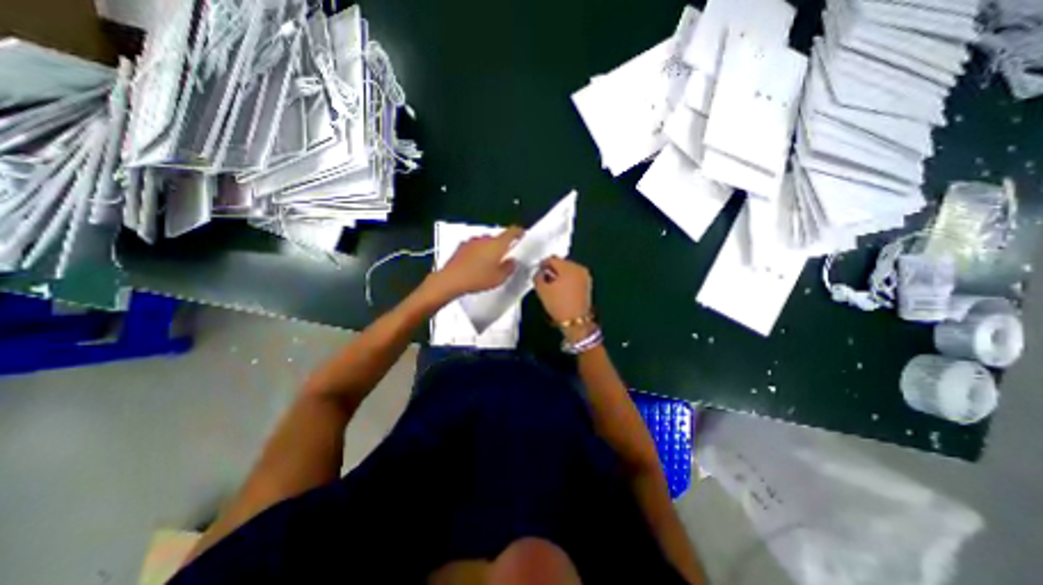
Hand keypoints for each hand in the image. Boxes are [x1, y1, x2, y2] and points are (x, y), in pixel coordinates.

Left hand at [421, 226, 520, 301]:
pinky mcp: (461, 247)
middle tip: (505, 257)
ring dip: (489, 249)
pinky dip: (478, 252)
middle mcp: (485, 239)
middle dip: (503, 245)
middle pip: (498, 238)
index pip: (512, 231)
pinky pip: (475, 247)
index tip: (522, 235)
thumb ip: (509, 268)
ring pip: (486, 242)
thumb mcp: (499, 278)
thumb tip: (512, 261)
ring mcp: (472, 241)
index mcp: (497, 244)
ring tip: (490, 263)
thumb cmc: (478, 278)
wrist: (451, 280)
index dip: (519, 232)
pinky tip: (476, 264)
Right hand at [533, 256, 589, 341]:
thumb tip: (540, 272)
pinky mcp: (587, 285)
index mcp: (569, 267)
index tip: (537, 273)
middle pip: (561, 263)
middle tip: (544, 280)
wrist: (576, 322)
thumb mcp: (542, 290)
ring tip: (552, 287)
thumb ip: (538, 276)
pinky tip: (561, 291)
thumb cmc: (558, 304)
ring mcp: (585, 276)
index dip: (542, 265)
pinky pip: (574, 277)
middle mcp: (579, 268)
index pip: (552, 259)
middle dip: (552, 270)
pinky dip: (567, 281)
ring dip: (559, 275)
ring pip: (568, 270)